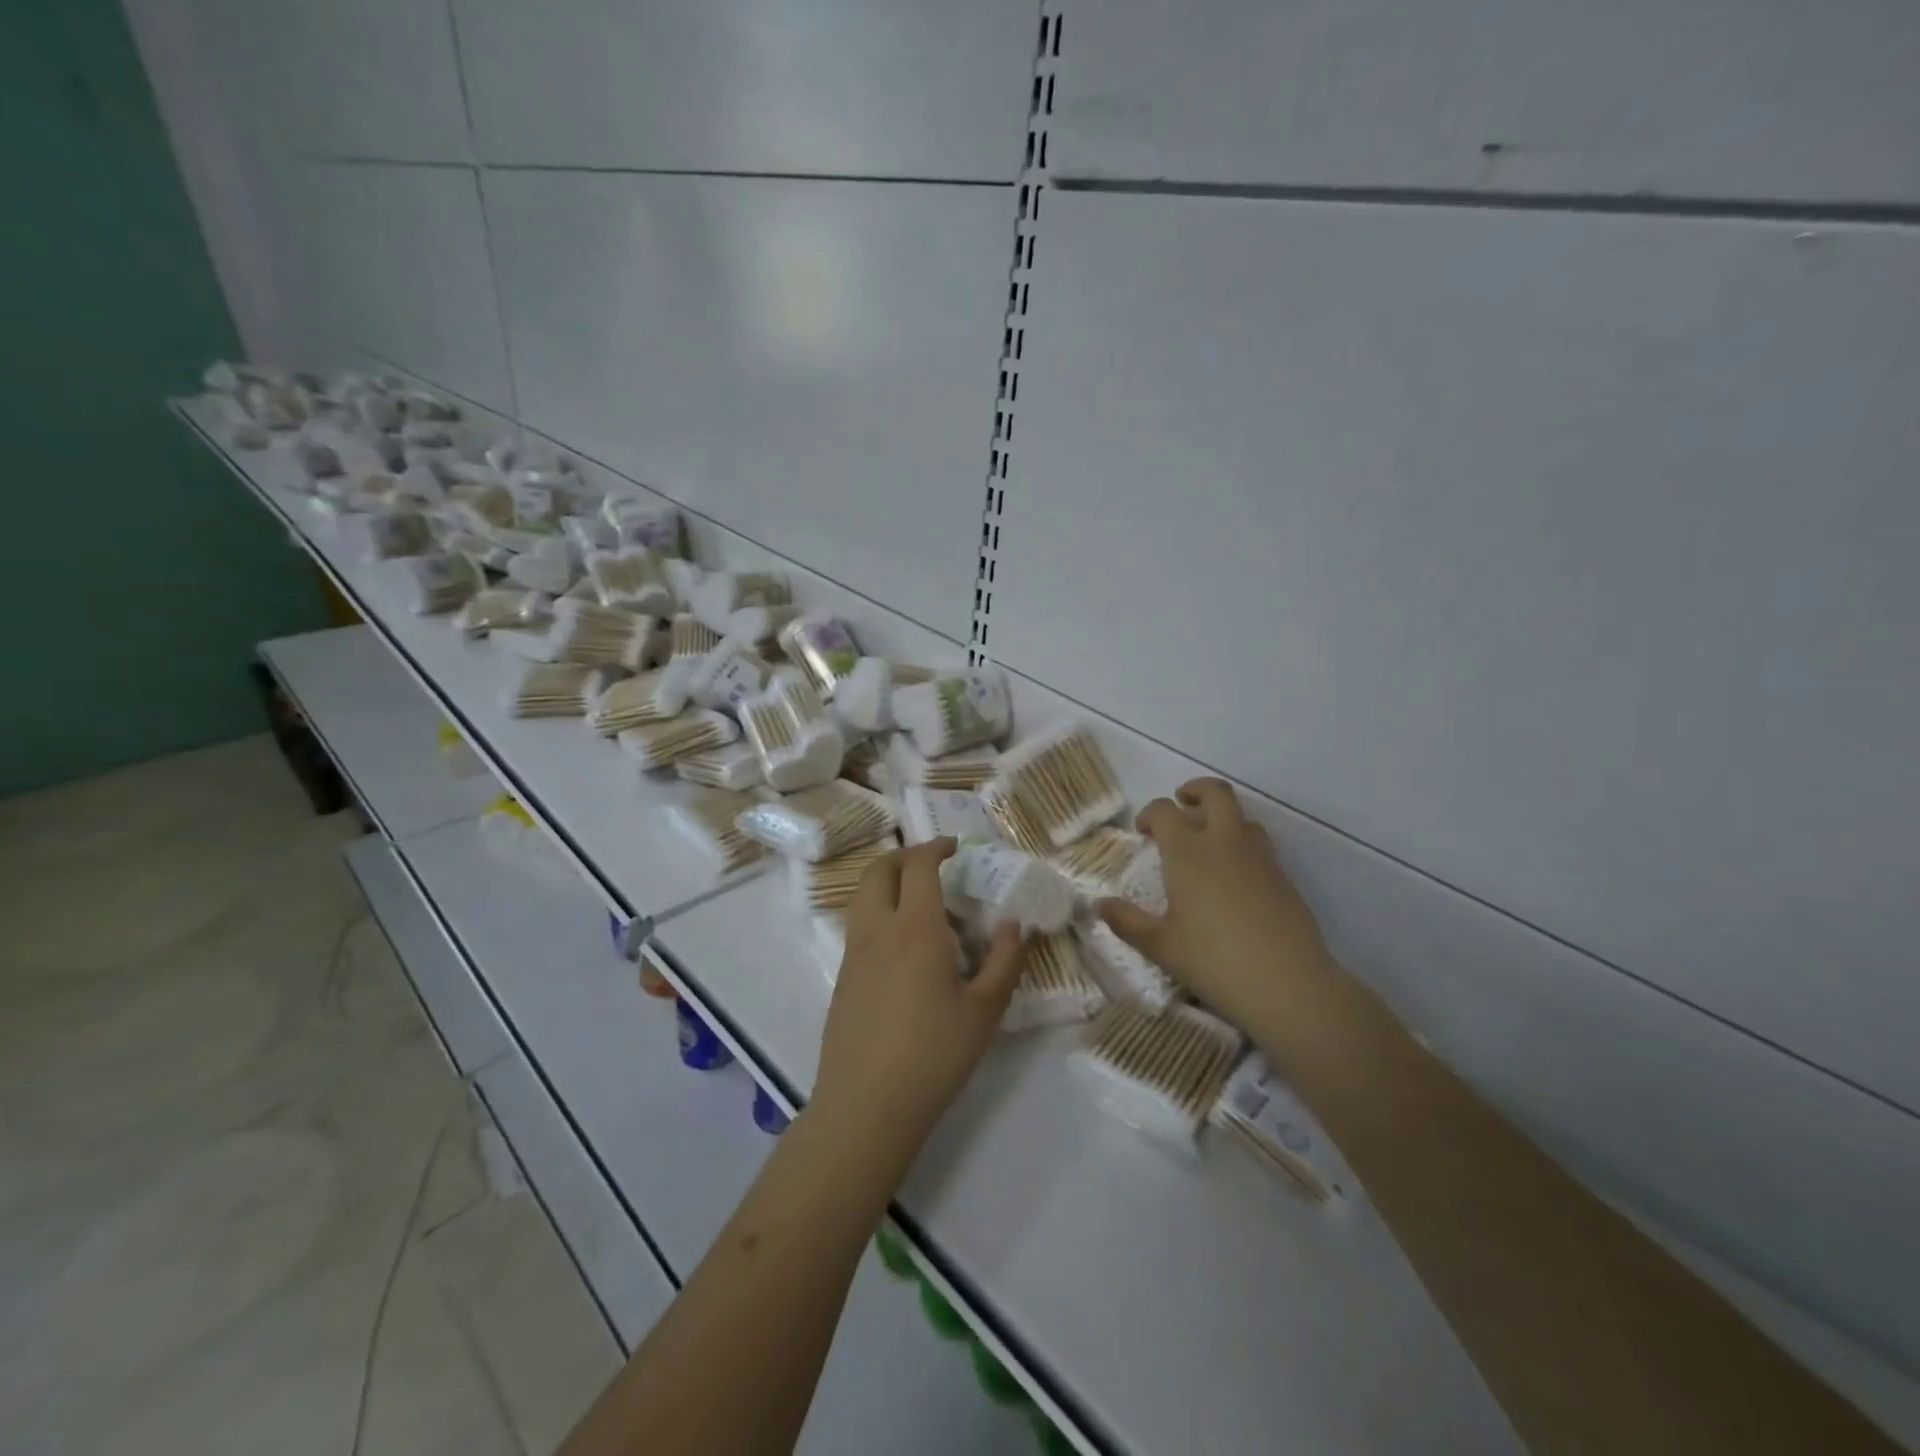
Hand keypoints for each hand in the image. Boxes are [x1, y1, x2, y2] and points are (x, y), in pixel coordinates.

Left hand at [813, 839, 1026, 1151]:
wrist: (867, 1105)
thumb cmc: (934, 1055)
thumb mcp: (984, 1010)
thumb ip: (1004, 960)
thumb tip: (1015, 923)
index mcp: (916, 929)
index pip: (919, 866)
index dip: (936, 848)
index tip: (955, 847)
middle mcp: (878, 929)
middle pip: (880, 870)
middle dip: (905, 856)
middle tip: (934, 864)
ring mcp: (854, 952)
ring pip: (863, 895)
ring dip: (888, 881)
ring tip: (921, 901)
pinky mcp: (843, 976)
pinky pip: (859, 923)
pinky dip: (880, 910)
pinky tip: (904, 944)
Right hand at [1098, 777, 1336, 1033]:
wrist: (1287, 985)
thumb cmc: (1213, 962)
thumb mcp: (1161, 946)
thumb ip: (1127, 922)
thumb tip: (1099, 905)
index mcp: (1188, 853)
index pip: (1165, 811)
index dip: (1150, 813)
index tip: (1143, 830)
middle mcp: (1225, 844)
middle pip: (1215, 794)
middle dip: (1196, 790)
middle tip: (1183, 804)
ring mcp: (1259, 858)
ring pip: (1244, 818)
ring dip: (1224, 818)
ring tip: (1210, 842)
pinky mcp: (1284, 878)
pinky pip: (1261, 846)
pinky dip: (1243, 846)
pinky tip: (1235, 878)